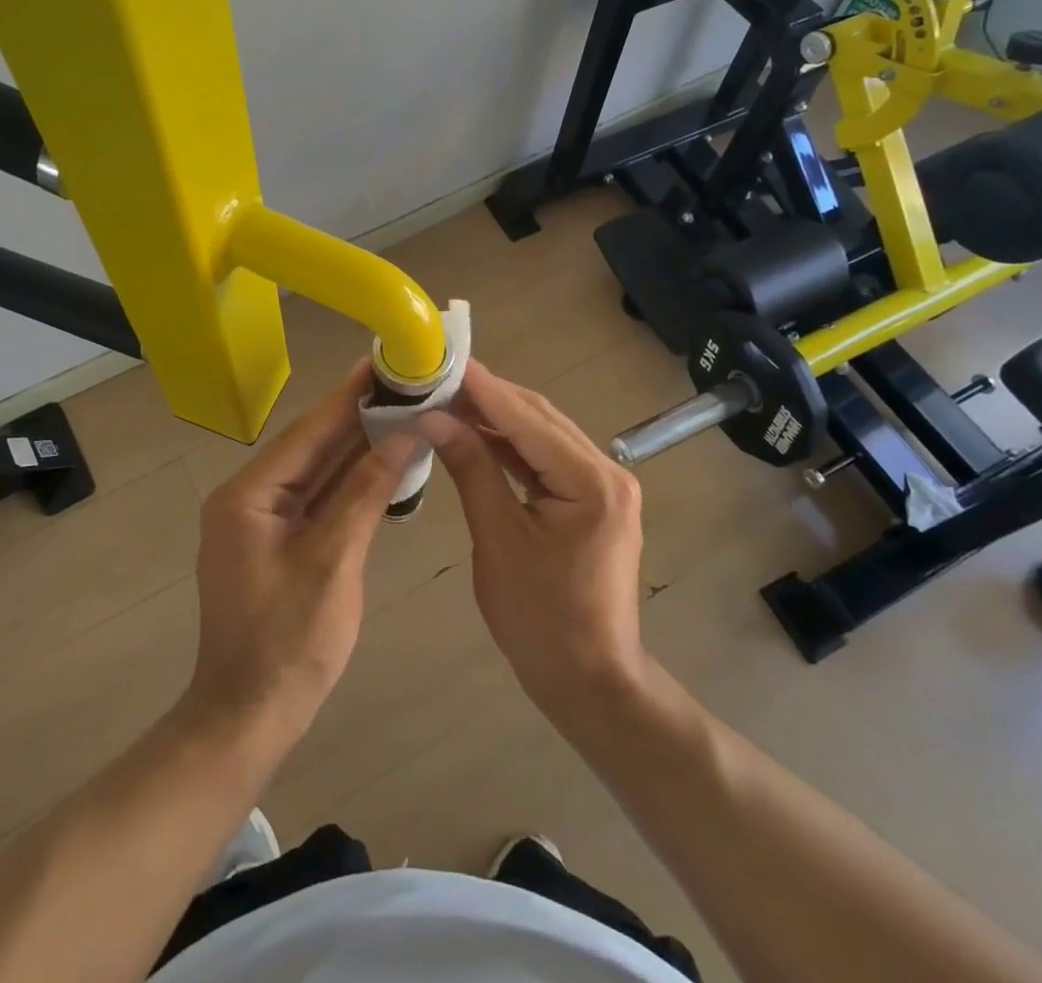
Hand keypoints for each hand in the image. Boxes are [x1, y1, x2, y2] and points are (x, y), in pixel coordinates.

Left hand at [186, 362, 413, 743]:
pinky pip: (317, 498)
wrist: (248, 719)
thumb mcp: (333, 561)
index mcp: (249, 495)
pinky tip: (383, 459)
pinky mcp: (277, 540)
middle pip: (311, 445)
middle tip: (403, 380)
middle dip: (356, 415)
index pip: (308, 431)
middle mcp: (250, 497)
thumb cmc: (288, 643)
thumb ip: (366, 492)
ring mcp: (262, 520)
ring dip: (356, 444)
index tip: (384, 360)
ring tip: (401, 408)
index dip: (349, 395)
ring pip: (316, 470)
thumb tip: (404, 435)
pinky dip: (349, 480)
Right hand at [419, 362, 649, 719]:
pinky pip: (546, 459)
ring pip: (542, 434)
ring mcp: (604, 484)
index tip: (442, 360)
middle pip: (539, 417)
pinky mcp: (593, 498)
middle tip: (437, 377)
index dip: (482, 388)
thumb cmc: (540, 619)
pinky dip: (511, 445)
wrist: (589, 681)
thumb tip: (434, 418)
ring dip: (497, 417)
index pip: (527, 418)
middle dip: (488, 396)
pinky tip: (477, 434)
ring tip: (448, 399)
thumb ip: (472, 469)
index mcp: (591, 481)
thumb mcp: (498, 540)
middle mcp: (607, 471)